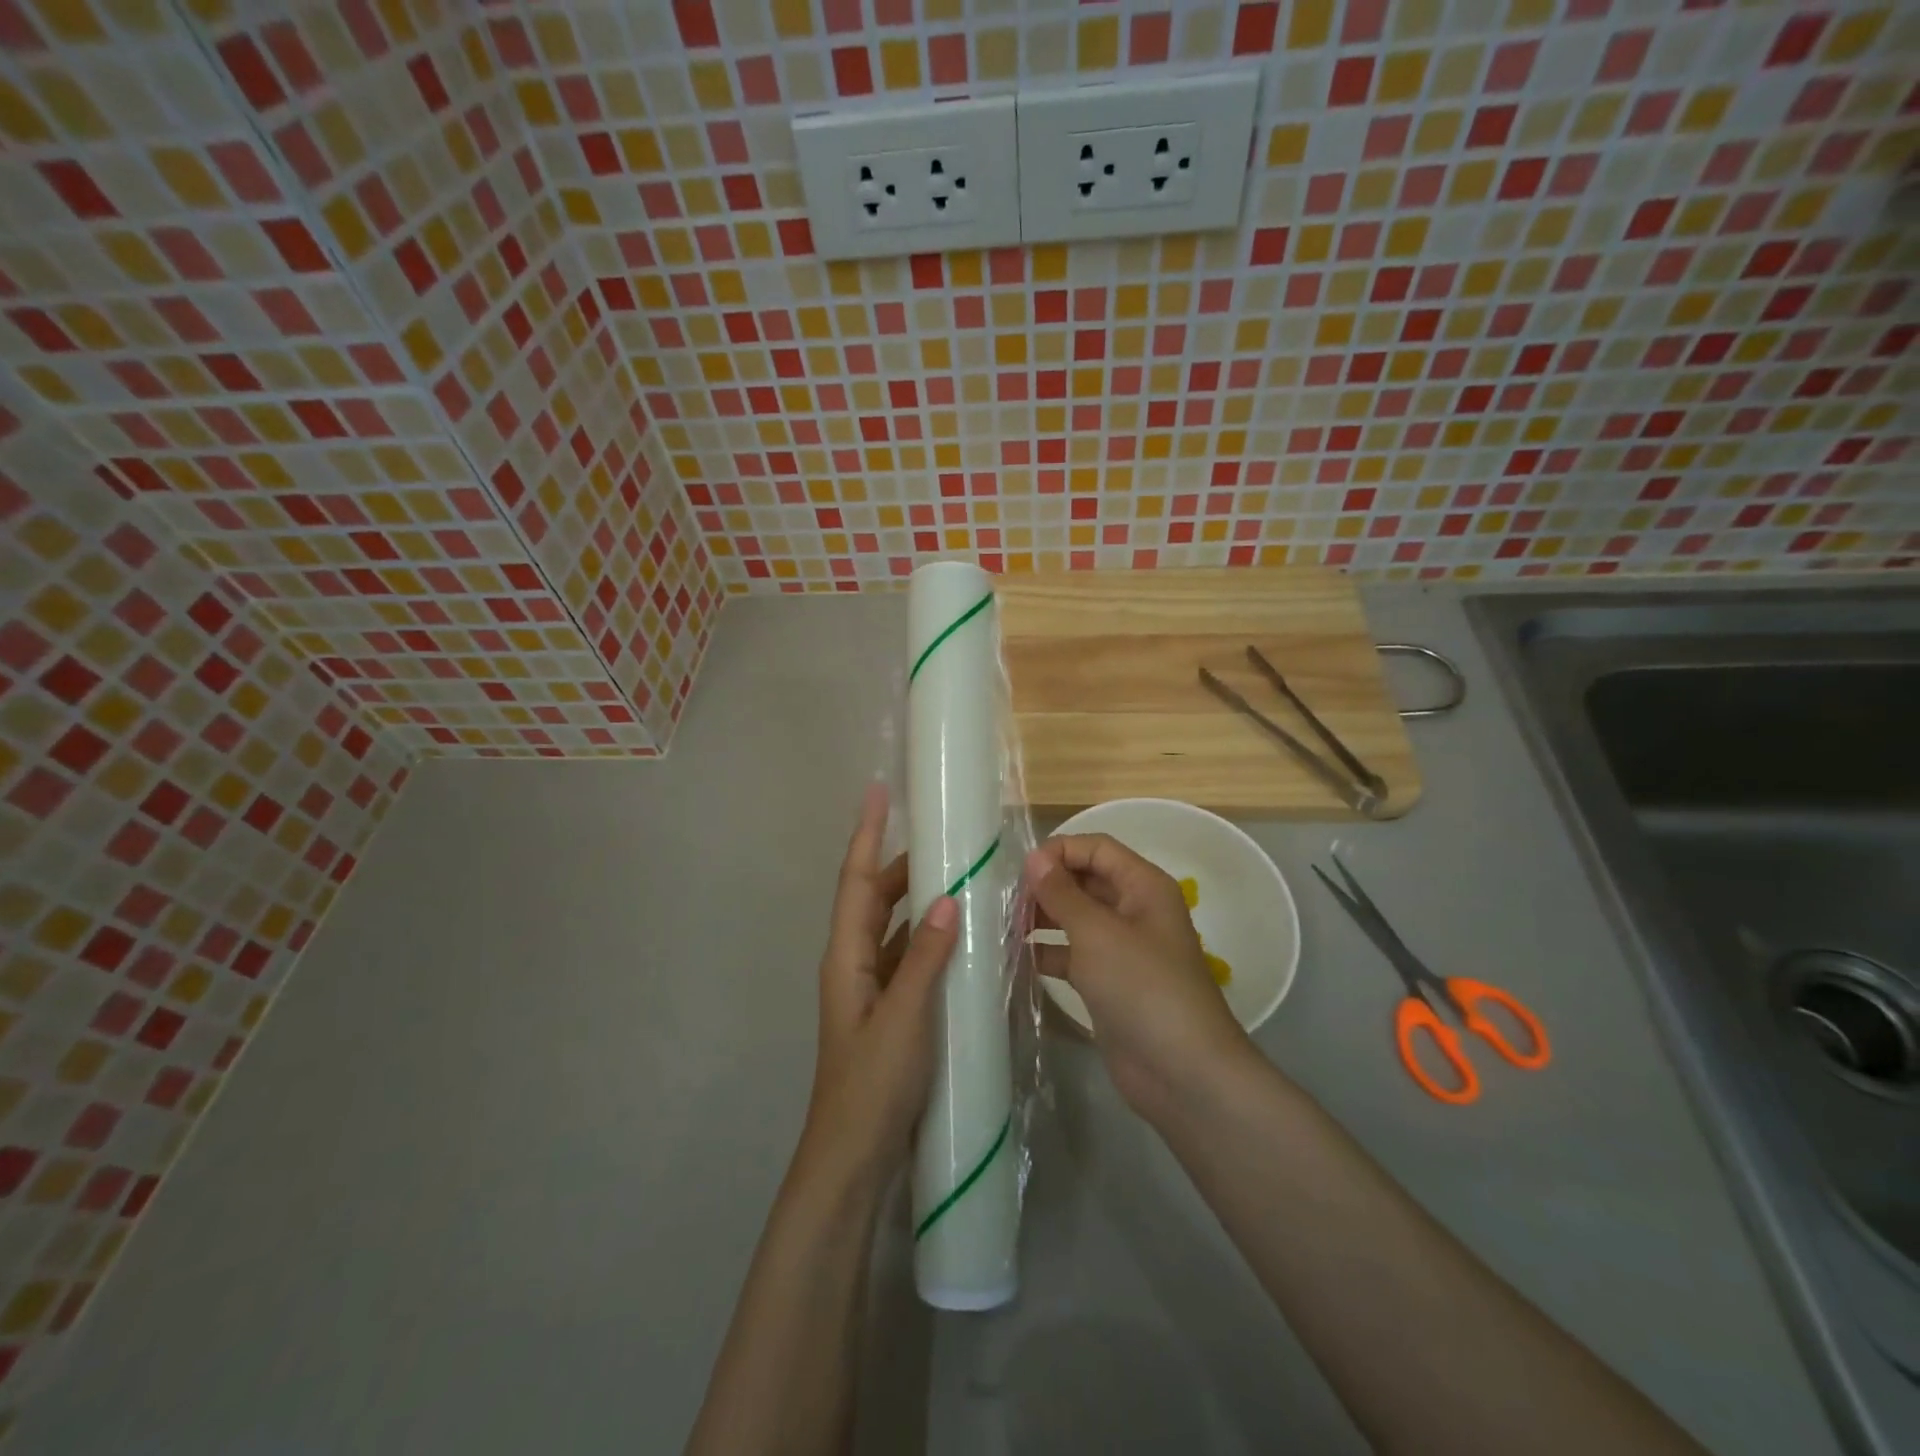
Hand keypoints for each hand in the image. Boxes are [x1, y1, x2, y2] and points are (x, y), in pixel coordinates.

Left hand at [800, 784, 958, 1188]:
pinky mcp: (891, 1012)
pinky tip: (964, 941)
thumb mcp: (904, 1018)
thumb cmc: (872, 1085)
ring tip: (960, 879)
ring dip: (920, 903)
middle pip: (875, 900)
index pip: (855, 881)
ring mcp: (872, 990)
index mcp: (846, 957)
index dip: (865, 835)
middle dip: (902, 866)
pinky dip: (933, 942)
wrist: (854, 1160)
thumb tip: (950, 898)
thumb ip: (927, 959)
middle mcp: (855, 964)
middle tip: (944, 841)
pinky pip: (911, 960)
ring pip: (896, 930)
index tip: (877, 792)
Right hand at [1027, 834, 1253, 1118]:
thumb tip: (1035, 858)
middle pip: (1084, 881)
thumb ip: (1062, 893)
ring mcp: (1121, 948)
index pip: (1097, 848)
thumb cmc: (1142, 987)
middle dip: (1046, 886)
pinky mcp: (1108, 983)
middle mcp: (1134, 910)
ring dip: (1042, 919)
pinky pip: (1072, 955)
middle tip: (1003, 901)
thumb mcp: (1097, 933)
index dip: (1059, 851)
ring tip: (1002, 926)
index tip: (1020, 871)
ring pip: (1075, 918)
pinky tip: (1015, 959)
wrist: (1182, 1072)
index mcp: (1143, 886)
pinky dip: (1047, 954)